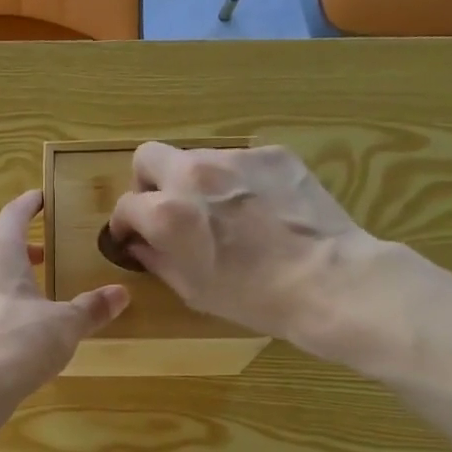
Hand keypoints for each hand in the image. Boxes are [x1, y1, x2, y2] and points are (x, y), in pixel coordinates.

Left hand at [0, 191, 128, 408]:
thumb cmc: (18, 344)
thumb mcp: (65, 325)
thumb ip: (91, 308)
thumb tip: (120, 294)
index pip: (13, 216)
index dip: (29, 205)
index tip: (41, 199)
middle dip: (20, 251)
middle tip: (44, 257)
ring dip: (3, 285)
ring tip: (28, 299)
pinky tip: (6, 338)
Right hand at [107, 142, 407, 363]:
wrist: (326, 280)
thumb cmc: (252, 297)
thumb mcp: (192, 289)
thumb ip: (156, 260)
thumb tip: (141, 245)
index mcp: (166, 213)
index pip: (125, 206)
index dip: (124, 225)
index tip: (133, 238)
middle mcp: (193, 174)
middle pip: (147, 158)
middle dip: (148, 183)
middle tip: (165, 210)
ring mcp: (235, 158)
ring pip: (195, 157)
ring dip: (194, 182)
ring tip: (220, 212)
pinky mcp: (272, 154)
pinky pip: (237, 161)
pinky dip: (235, 181)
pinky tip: (257, 209)